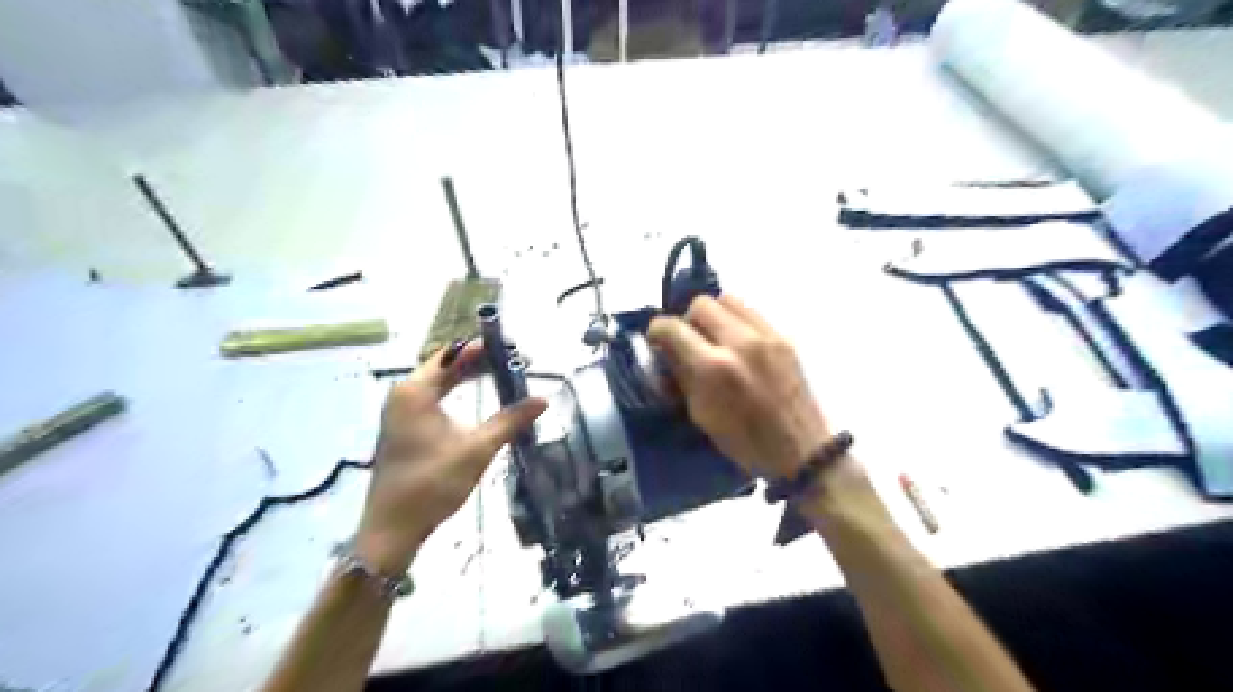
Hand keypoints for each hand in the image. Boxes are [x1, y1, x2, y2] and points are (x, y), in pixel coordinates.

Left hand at [360, 340, 546, 573]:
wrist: (393, 529)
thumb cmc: (432, 483)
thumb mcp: (477, 449)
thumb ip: (510, 421)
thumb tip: (543, 400)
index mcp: (415, 391)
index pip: (453, 354)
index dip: (483, 348)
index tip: (513, 348)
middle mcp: (404, 394)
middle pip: (446, 365)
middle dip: (479, 362)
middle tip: (514, 362)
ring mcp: (401, 411)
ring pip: (440, 382)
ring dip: (469, 377)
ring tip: (502, 374)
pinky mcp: (404, 428)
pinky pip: (435, 398)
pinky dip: (458, 392)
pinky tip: (478, 397)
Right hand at [646, 293, 827, 481]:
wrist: (801, 451)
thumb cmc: (744, 442)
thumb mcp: (700, 414)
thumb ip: (682, 375)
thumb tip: (667, 352)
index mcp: (713, 368)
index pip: (672, 327)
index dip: (657, 330)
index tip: (657, 340)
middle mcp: (739, 342)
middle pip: (701, 304)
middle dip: (687, 320)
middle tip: (688, 341)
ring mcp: (766, 336)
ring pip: (728, 299)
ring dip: (714, 315)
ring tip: (714, 338)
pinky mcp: (784, 337)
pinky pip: (751, 312)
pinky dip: (737, 321)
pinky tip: (738, 344)